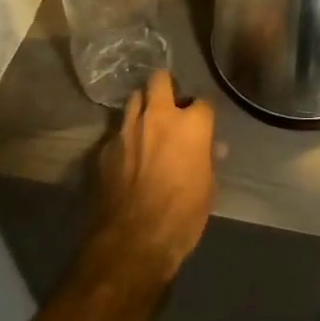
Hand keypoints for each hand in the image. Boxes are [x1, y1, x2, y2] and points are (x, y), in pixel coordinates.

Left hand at [86, 72, 215, 286]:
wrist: (134, 240)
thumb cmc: (183, 214)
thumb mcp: (208, 188)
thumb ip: (208, 160)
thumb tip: (213, 149)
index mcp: (191, 124)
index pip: (203, 101)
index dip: (202, 113)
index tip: (202, 124)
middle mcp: (159, 116)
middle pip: (160, 80)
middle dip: (166, 86)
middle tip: (170, 104)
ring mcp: (128, 129)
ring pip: (134, 99)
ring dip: (142, 107)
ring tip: (147, 124)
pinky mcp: (105, 148)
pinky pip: (118, 132)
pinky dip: (125, 138)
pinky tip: (128, 155)